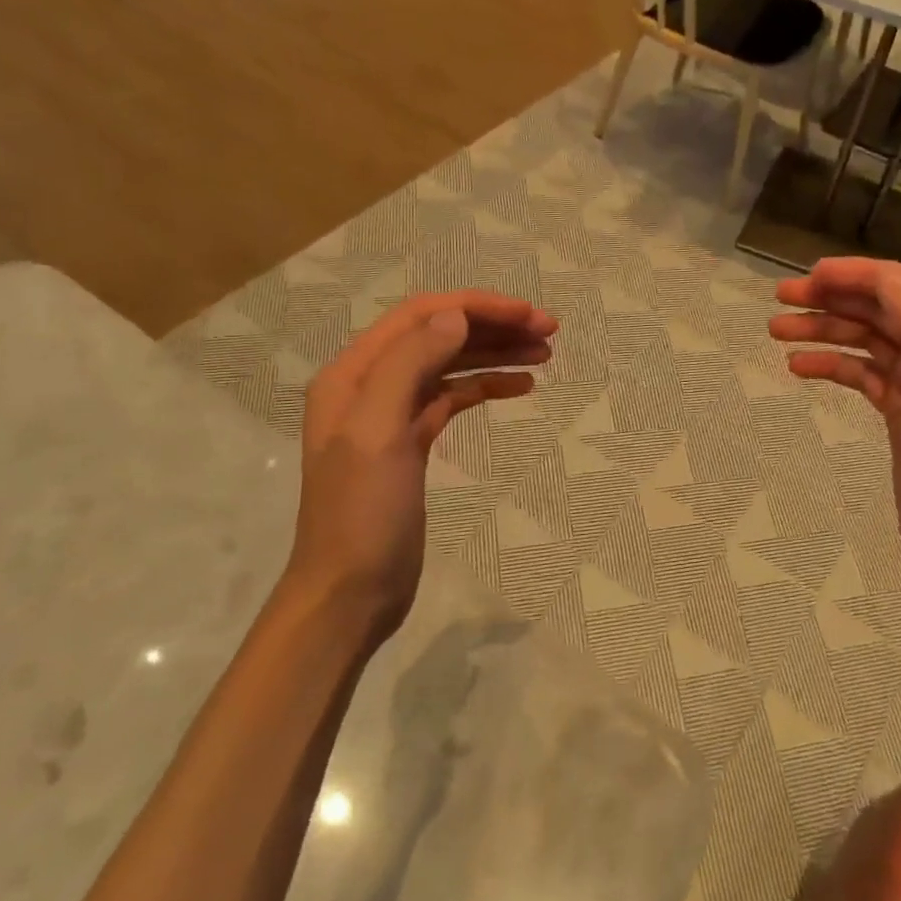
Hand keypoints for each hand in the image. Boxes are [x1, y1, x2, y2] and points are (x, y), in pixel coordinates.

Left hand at [284, 290, 556, 637]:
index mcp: (354, 373)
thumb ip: (410, 365)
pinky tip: (521, 387)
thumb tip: (456, 316)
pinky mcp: (412, 443)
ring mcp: (392, 415)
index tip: (530, 315)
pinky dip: (486, 386)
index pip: (422, 316)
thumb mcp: (379, 433)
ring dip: (495, 354)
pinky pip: (454, 398)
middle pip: (440, 336)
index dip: (477, 308)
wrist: (350, 592)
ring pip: (450, 365)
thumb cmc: (362, 514)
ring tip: (545, 354)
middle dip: (494, 327)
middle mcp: (371, 384)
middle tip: (550, 332)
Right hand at [768, 258, 900, 607]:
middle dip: (833, 299)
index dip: (860, 273)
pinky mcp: (900, 411)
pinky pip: (861, 375)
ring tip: (775, 331)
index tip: (812, 273)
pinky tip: (798, 368)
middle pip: (882, 310)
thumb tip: (884, 277)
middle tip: (781, 298)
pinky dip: (831, 366)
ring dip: (823, 331)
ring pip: (866, 341)